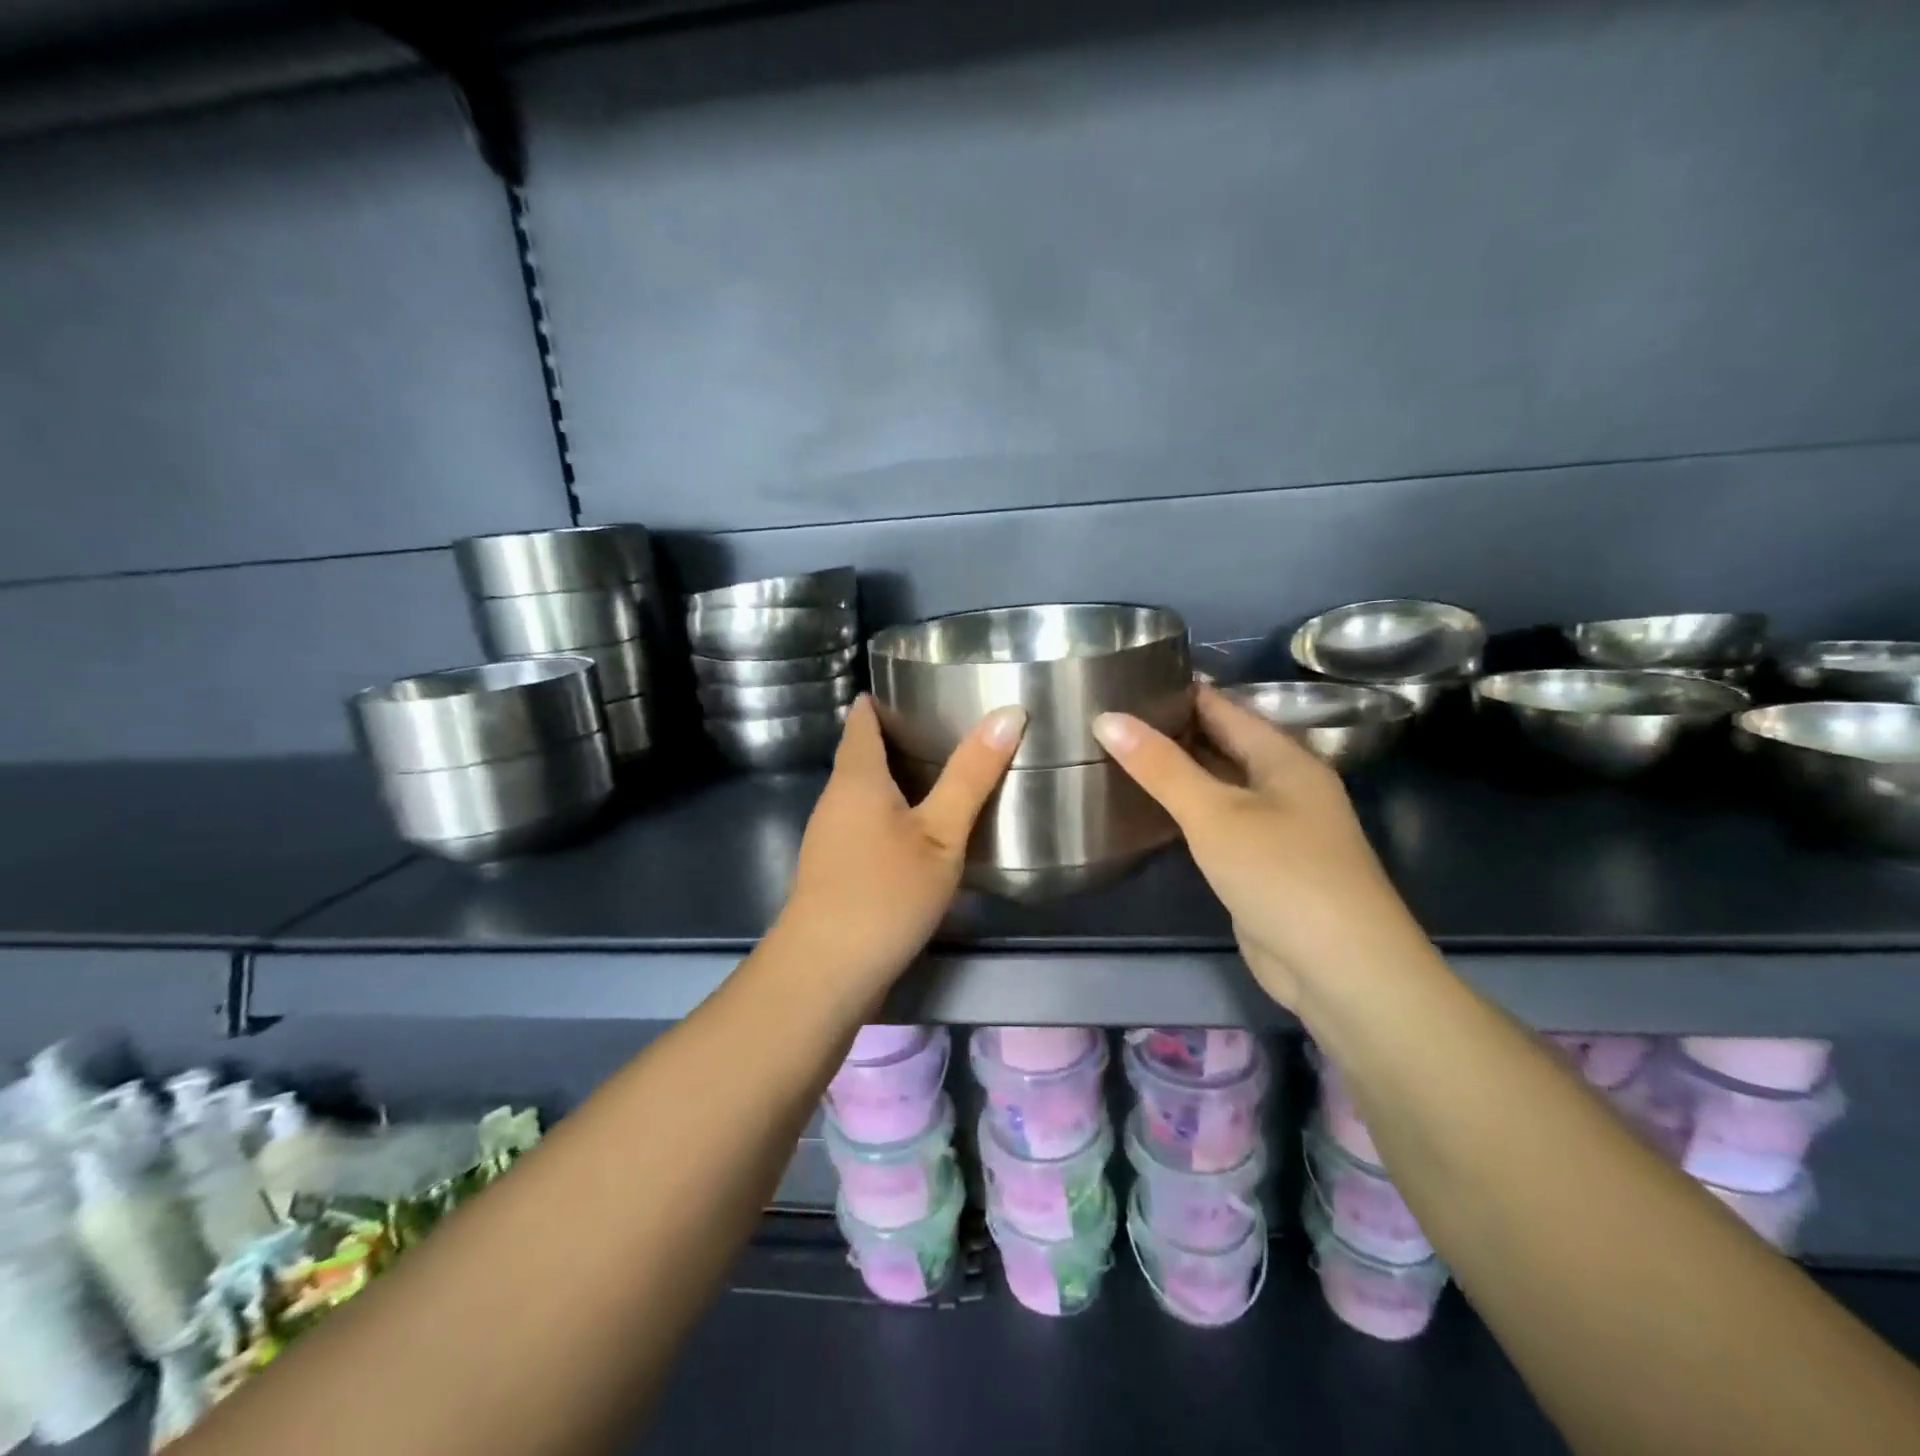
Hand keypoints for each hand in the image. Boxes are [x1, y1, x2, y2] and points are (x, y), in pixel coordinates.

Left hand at [773, 695, 1025, 1001]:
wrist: (826, 971)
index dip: (884, 697)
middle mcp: (835, 798)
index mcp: (857, 777)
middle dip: (899, 736)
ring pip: (864, 792)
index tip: (921, 684)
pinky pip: (865, 823)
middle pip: (863, 753)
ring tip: (945, 771)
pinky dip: (892, 813)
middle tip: (951, 725)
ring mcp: (830, 836)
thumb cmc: (884, 892)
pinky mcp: (835, 869)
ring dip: (897, 778)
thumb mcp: (941, 833)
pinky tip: (923, 830)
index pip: (862, 719)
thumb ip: (972, 775)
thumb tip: (1008, 712)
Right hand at [1093, 684, 1430, 1010]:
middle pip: (1221, 745)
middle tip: (1108, 719)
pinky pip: (1218, 824)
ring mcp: (1276, 828)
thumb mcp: (1215, 813)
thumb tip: (1107, 718)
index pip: (1223, 707)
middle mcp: (1283, 786)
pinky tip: (1148, 811)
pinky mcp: (1262, 866)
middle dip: (1171, 732)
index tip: (1125, 679)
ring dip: (1176, 774)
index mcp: (1284, 758)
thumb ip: (1160, 767)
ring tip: (1115, 756)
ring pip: (1218, 787)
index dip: (1177, 691)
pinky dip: (1185, 814)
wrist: (1340, 969)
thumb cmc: (1281, 874)